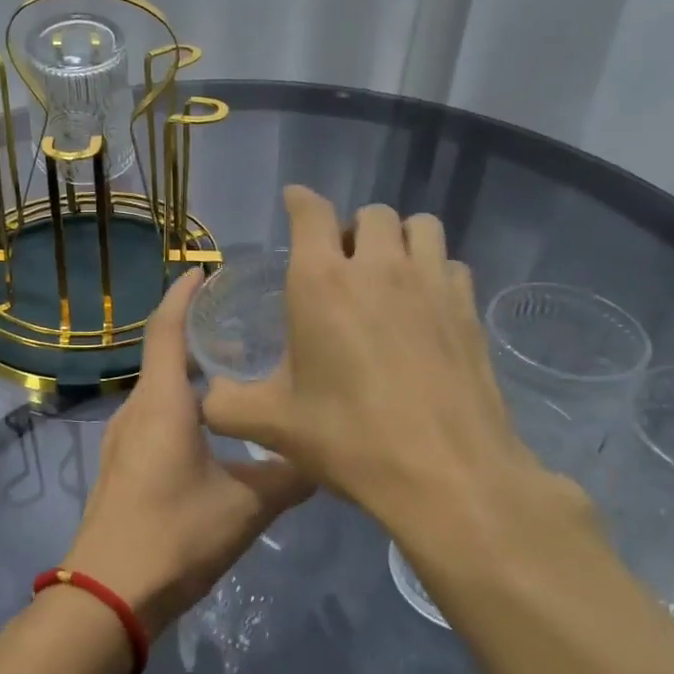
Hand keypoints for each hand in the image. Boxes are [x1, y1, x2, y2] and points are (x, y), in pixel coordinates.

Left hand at [62, 270, 312, 636]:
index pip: (167, 328)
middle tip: (243, 320)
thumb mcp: (247, 506)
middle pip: (163, 353)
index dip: (184, 294)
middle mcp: (137, 409)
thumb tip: (327, 455)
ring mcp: (123, 438)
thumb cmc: (175, 536)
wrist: (108, 595)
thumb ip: (289, 476)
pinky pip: (154, 414)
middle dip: (197, 330)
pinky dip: (182, 400)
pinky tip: (213, 423)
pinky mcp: (123, 464)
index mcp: (162, 403)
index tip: (207, 269)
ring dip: (190, 369)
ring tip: (236, 367)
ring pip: (160, 387)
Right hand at [200, 186, 589, 548]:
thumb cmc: (349, 439)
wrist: (446, 473)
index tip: (294, 203)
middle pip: (371, 213)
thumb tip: (206, 399)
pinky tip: (425, 307)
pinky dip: (433, 271)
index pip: (311, 211)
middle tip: (341, 265)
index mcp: (321, 282)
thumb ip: (227, 405)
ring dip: (398, 239)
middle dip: (351, 229)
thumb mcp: (273, 425)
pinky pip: (450, 263)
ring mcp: (430, 282)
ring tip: (387, 274)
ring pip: (419, 226)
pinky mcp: (467, 307)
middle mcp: (378, 266)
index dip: (300, 201)